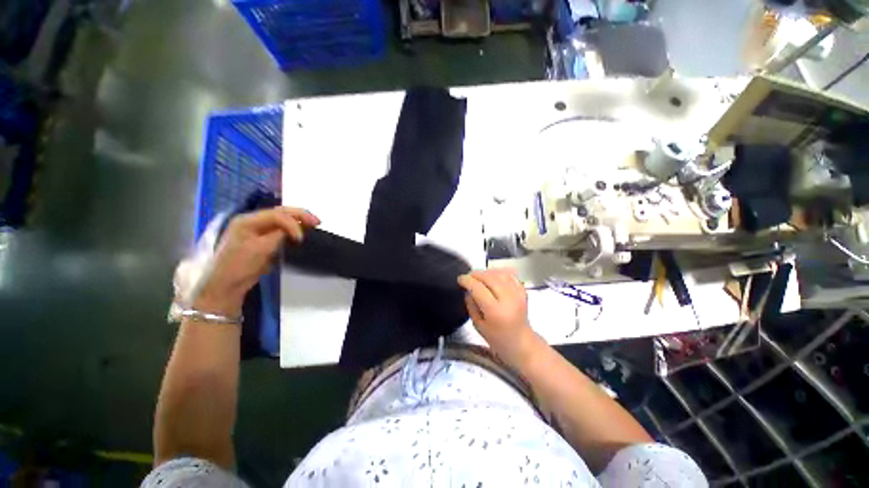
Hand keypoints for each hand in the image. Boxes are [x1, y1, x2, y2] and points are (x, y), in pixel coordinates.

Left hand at [194, 207, 319, 316]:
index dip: (293, 223)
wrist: (226, 285)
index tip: (301, 238)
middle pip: (280, 212)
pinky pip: (280, 229)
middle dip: (300, 215)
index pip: (277, 215)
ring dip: (298, 221)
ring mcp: (257, 230)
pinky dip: (292, 229)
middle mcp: (252, 221)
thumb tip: (296, 229)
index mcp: (247, 220)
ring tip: (313, 225)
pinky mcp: (262, 239)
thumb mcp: (260, 249)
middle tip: (318, 222)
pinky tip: (301, 231)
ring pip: (282, 219)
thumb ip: (278, 235)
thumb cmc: (239, 266)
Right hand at [458, 269, 539, 365]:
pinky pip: (510, 275)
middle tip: (468, 276)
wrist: (521, 343)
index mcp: (495, 312)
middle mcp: (508, 300)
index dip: (467, 281)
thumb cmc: (498, 339)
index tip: (460, 279)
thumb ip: (471, 306)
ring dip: (487, 272)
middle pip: (490, 278)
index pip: (479, 288)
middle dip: (476, 274)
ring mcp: (518, 294)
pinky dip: (499, 272)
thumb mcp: (478, 326)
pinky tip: (492, 275)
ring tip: (478, 276)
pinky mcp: (523, 292)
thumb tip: (468, 290)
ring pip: (500, 274)